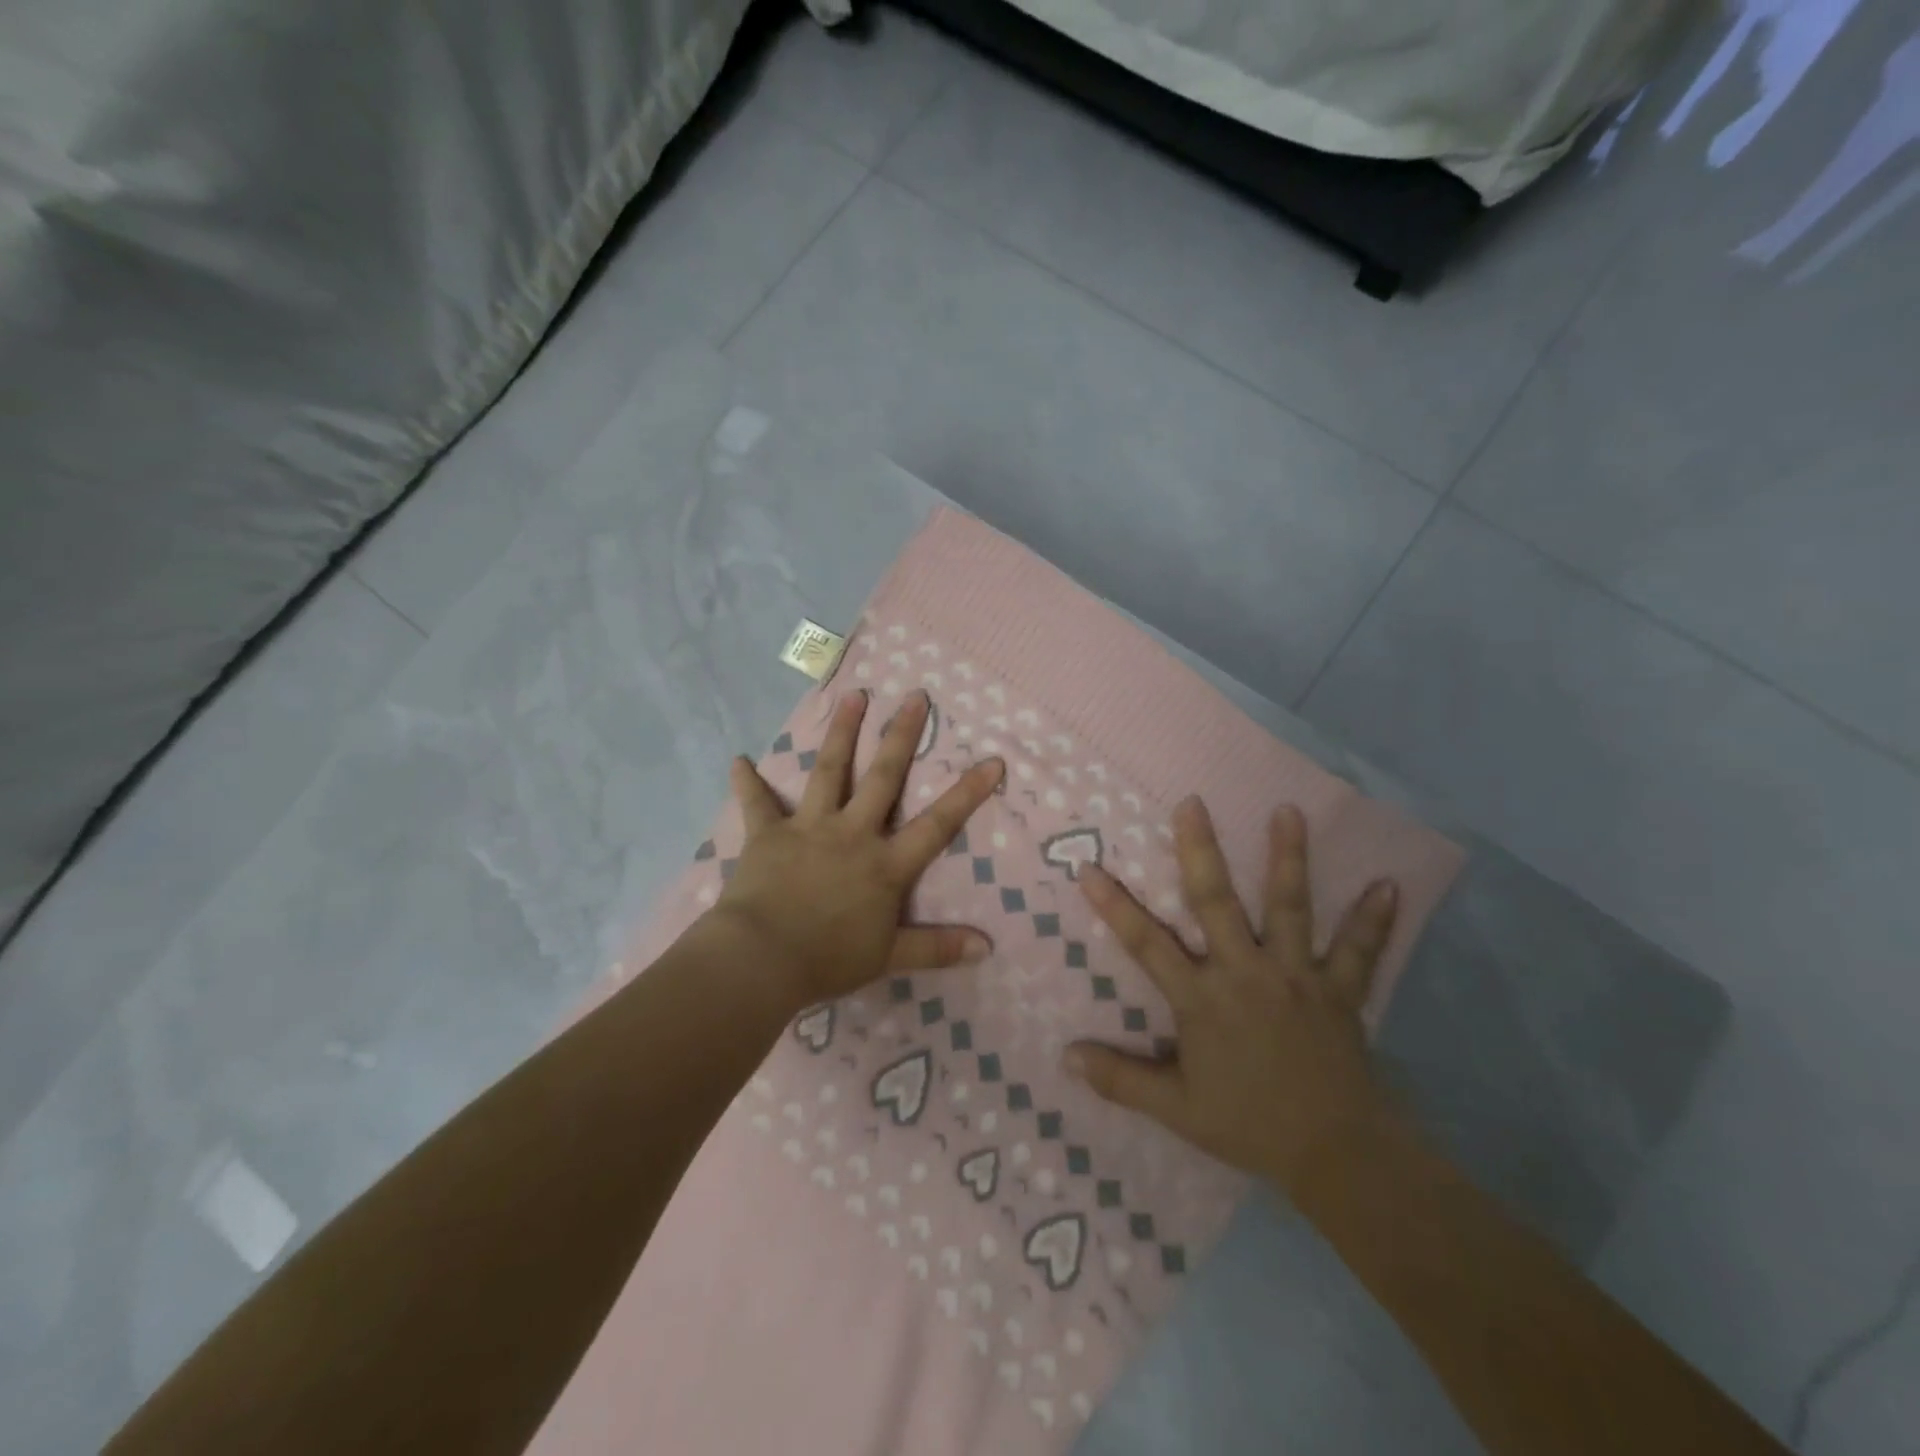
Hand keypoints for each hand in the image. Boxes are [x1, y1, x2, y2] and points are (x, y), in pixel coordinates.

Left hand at [710, 689, 1003, 1010]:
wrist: (762, 960)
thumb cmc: (828, 959)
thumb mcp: (890, 957)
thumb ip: (937, 948)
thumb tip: (987, 947)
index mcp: (885, 864)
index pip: (937, 824)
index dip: (967, 793)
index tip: (992, 760)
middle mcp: (852, 834)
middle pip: (883, 778)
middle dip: (901, 736)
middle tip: (914, 696)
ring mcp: (810, 828)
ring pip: (830, 772)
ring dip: (841, 732)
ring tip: (852, 696)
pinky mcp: (769, 834)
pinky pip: (757, 803)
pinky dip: (747, 782)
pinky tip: (737, 760)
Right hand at [1066, 798, 1401, 1195]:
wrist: (1335, 1153)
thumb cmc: (1248, 1124)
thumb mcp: (1176, 1109)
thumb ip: (1120, 1079)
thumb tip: (1065, 1056)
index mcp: (1202, 999)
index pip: (1147, 944)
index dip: (1115, 907)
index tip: (1090, 868)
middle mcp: (1245, 973)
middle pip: (1216, 902)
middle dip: (1201, 850)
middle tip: (1193, 803)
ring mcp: (1295, 976)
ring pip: (1288, 907)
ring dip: (1288, 858)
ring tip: (1288, 811)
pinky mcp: (1339, 990)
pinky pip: (1358, 951)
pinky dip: (1373, 919)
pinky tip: (1389, 884)